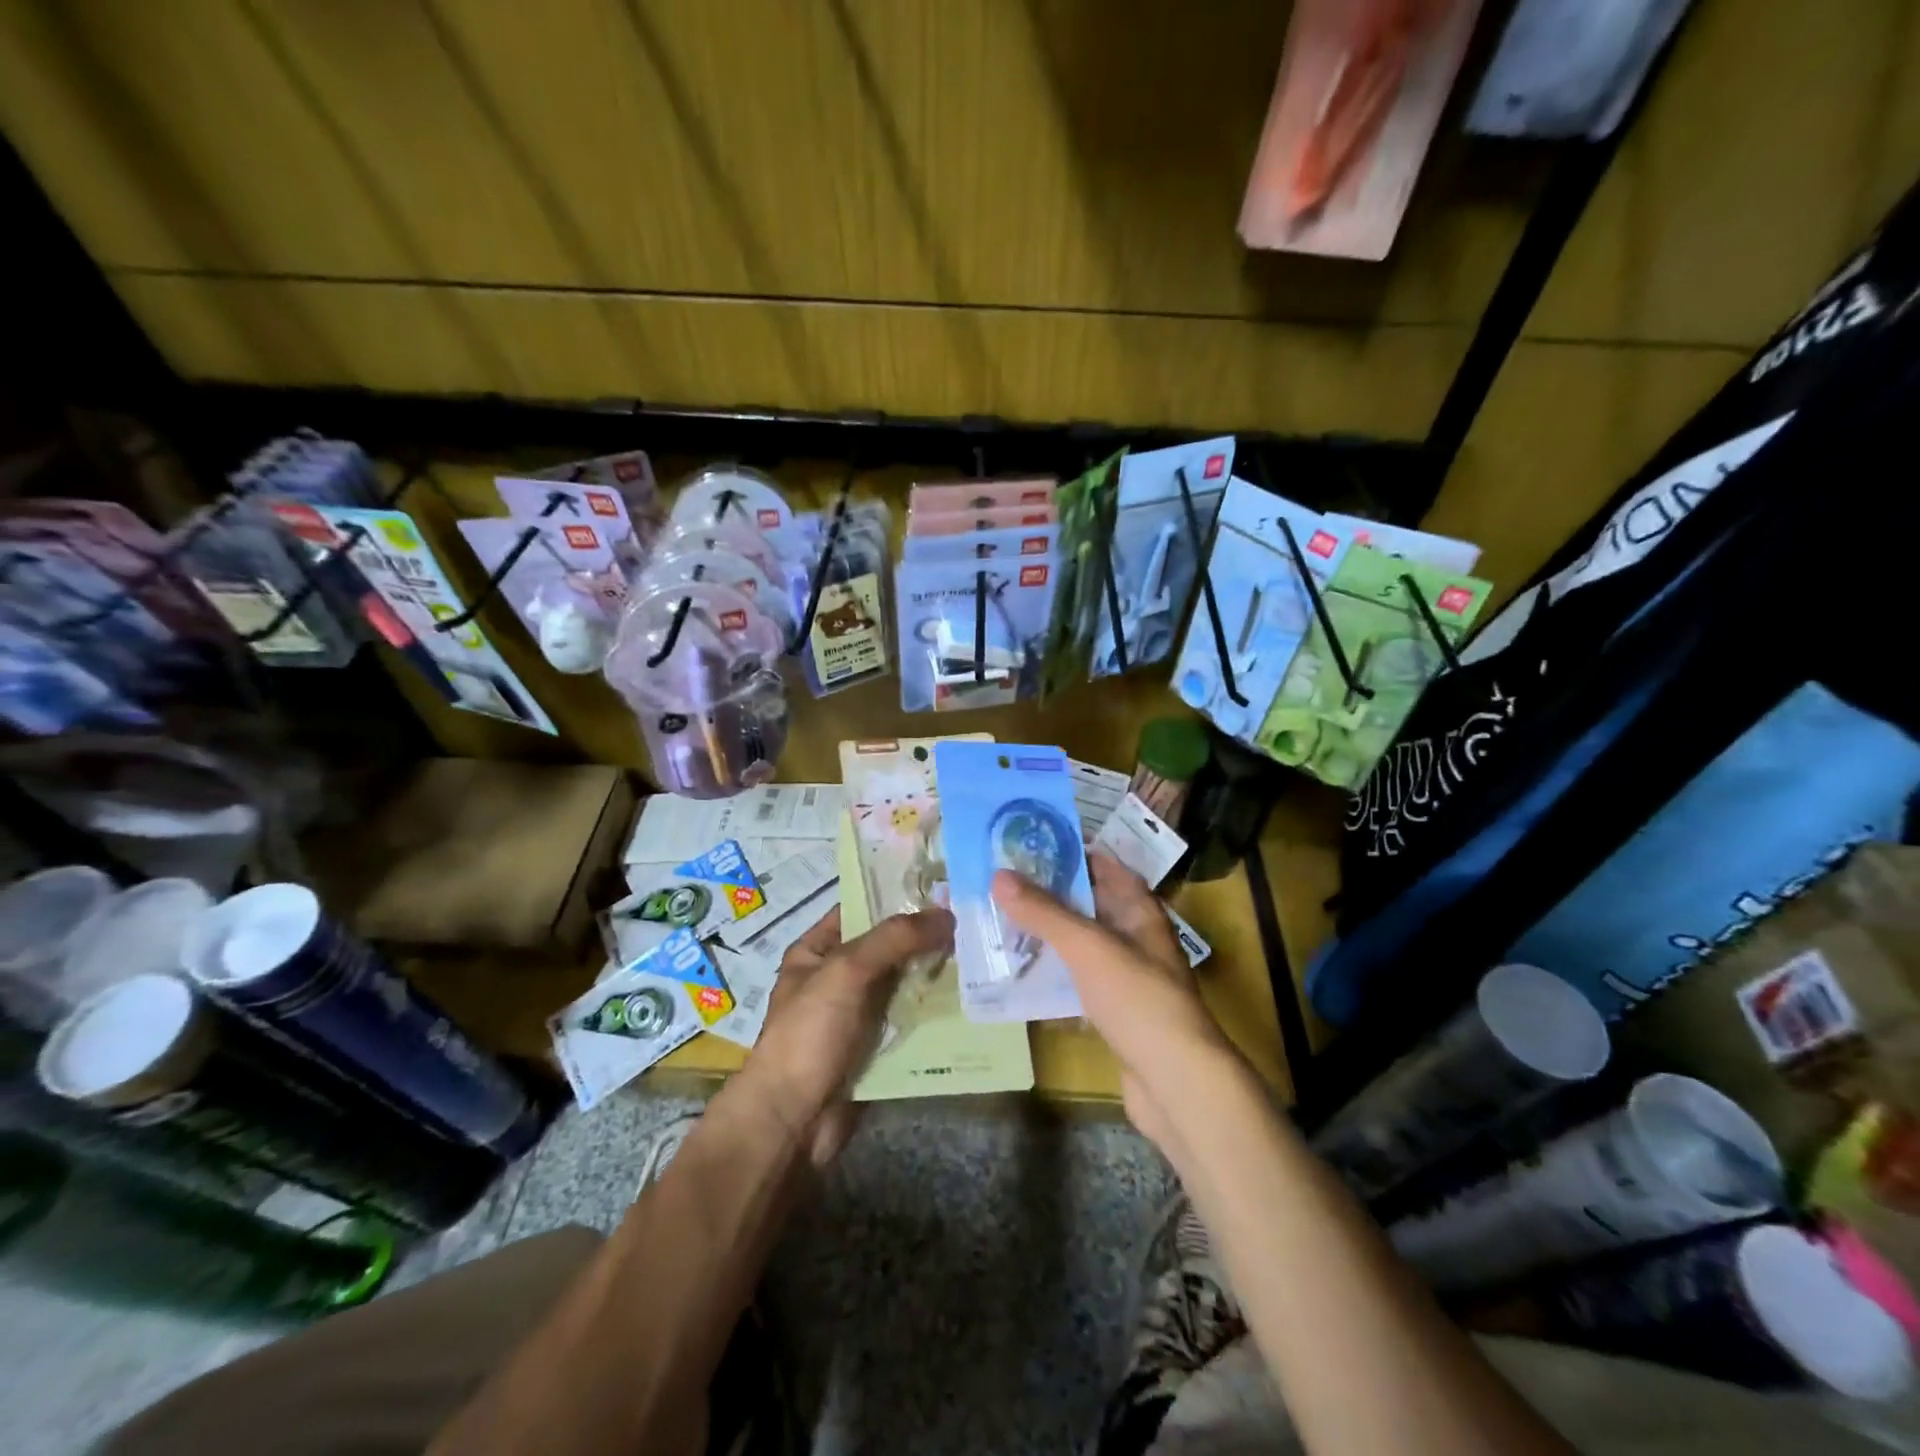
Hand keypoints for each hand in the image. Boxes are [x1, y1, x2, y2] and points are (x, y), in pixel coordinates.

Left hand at [740, 904, 952, 1167]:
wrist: (793, 1121)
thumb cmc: (809, 1033)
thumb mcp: (847, 971)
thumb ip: (895, 938)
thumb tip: (947, 914)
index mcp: (816, 950)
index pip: (860, 908)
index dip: (897, 895)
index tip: (944, 884)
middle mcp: (838, 977)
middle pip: (888, 946)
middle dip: (926, 936)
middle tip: (974, 918)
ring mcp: (858, 1014)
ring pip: (904, 983)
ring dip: (936, 973)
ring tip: (982, 952)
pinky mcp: (877, 1047)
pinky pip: (911, 1019)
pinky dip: (936, 1011)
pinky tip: (972, 998)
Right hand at [992, 852, 1232, 1150]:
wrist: (1176, 1082)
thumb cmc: (1137, 999)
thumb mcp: (1088, 947)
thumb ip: (1044, 912)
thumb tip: (999, 875)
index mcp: (1141, 913)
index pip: (1108, 868)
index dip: (1075, 852)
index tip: (1033, 843)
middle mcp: (1137, 939)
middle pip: (1091, 905)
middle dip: (1052, 893)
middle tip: (1005, 881)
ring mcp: (1127, 978)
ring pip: (1082, 945)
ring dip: (1049, 934)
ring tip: (1003, 920)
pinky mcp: (1115, 1013)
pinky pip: (1078, 982)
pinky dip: (1053, 974)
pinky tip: (1021, 973)